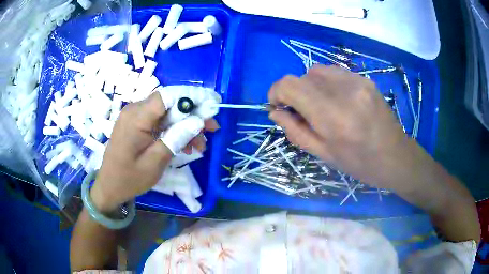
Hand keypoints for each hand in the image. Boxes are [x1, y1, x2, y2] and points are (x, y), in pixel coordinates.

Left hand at [90, 92, 218, 212]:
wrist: (109, 186)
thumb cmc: (129, 178)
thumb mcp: (155, 162)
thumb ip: (176, 138)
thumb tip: (198, 121)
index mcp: (136, 117)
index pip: (168, 96)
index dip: (193, 96)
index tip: (213, 105)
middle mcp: (135, 110)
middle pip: (170, 103)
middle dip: (193, 114)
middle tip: (212, 129)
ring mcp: (135, 116)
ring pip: (167, 112)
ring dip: (186, 125)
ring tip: (200, 145)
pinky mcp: (137, 123)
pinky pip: (160, 121)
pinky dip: (174, 130)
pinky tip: (185, 145)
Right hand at [268, 65, 412, 187]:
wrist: (396, 157)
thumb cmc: (360, 164)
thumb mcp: (324, 155)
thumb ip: (295, 131)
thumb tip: (274, 112)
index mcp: (332, 116)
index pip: (290, 85)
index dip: (276, 92)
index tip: (278, 106)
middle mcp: (344, 91)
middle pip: (302, 76)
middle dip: (295, 92)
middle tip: (302, 112)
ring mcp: (357, 81)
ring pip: (317, 70)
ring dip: (311, 86)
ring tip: (321, 106)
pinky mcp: (365, 79)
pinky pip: (335, 72)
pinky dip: (327, 83)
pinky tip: (338, 100)